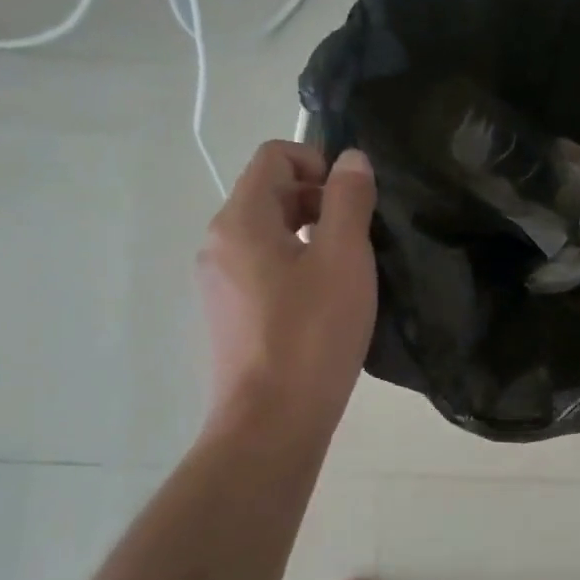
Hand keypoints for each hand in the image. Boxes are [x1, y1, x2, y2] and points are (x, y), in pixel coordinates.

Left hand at [197, 141, 376, 435]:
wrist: (272, 422)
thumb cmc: (312, 333)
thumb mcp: (344, 257)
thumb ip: (349, 199)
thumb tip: (352, 159)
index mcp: (241, 220)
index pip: (274, 156)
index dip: (320, 162)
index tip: (354, 202)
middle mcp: (218, 243)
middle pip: (271, 193)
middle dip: (319, 201)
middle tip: (361, 238)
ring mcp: (218, 282)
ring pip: (268, 234)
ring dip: (311, 236)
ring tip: (348, 272)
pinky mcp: (228, 315)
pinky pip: (262, 268)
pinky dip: (295, 267)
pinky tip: (325, 304)